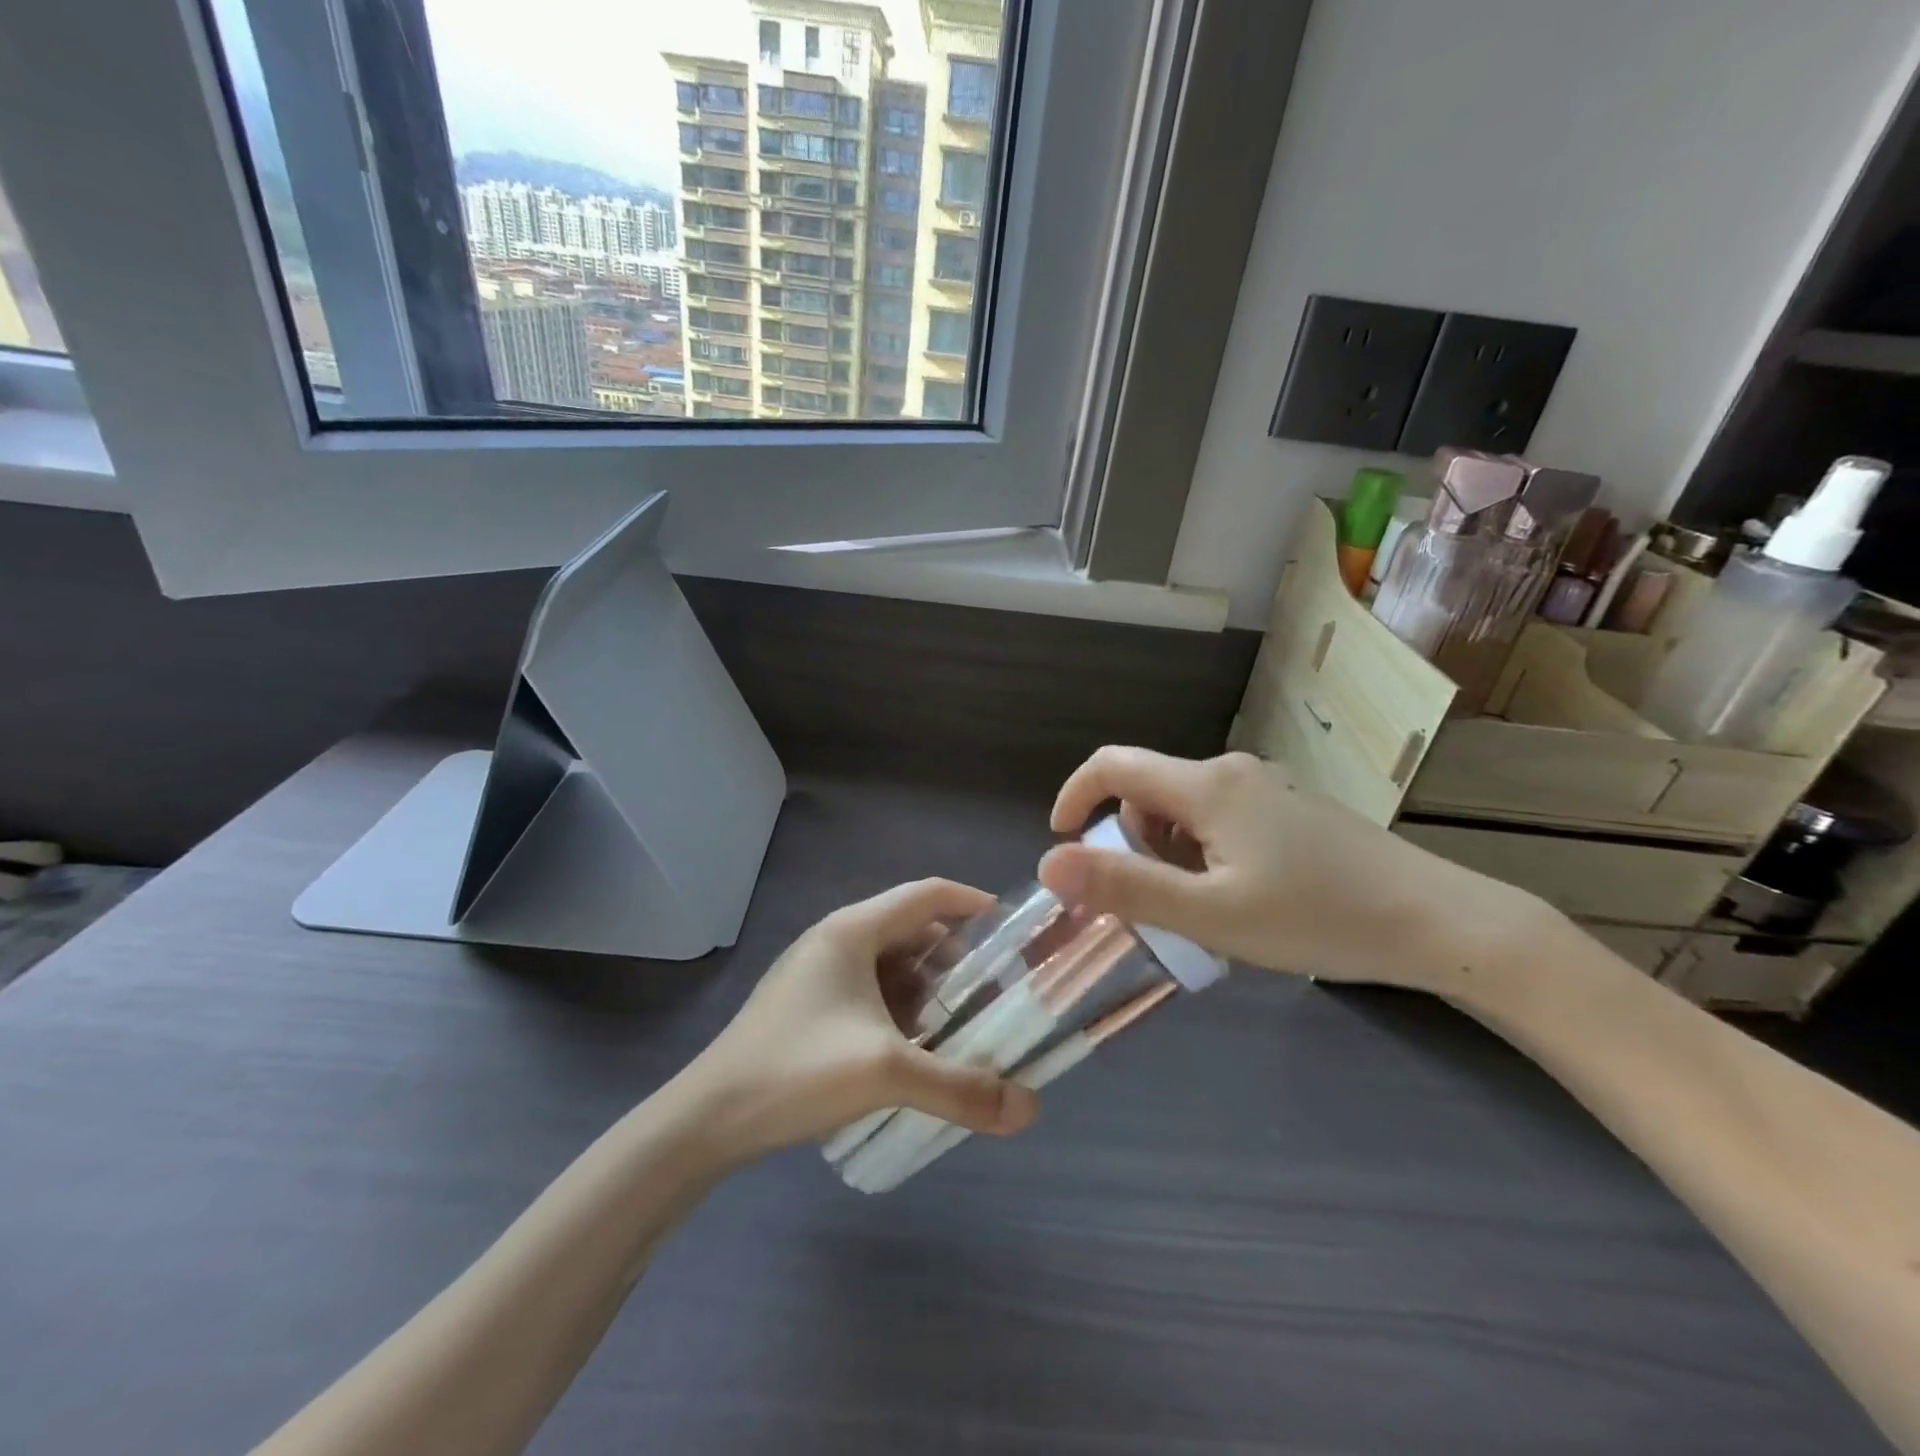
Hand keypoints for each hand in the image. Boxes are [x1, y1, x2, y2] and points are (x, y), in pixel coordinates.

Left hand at [687, 880, 1039, 1160]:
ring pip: (890, 963)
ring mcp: (817, 972)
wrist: (705, 1120)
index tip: (1012, 930)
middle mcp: (836, 939)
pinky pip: (869, 990)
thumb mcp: (885, 1074)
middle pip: (912, 929)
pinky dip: (900, 1008)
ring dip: (928, 987)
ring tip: (961, 1024)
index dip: (973, 903)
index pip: (928, 894)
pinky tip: (914, 1048)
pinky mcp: (807, 1004)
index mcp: (853, 930)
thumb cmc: (795, 1071)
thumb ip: (960, 1088)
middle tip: (994, 991)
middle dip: (956, 957)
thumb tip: (1030, 1109)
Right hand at [1037, 748, 1545, 990]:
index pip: (1113, 765)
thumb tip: (1048, 863)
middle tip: (1158, 904)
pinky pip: (1221, 821)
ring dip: (1171, 854)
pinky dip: (1205, 855)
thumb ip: (1127, 887)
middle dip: (1133, 843)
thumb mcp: (1210, 914)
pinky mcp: (1291, 811)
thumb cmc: (1317, 917)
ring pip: (1185, 810)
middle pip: (1149, 792)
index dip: (1074, 796)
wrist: (1438, 922)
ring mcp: (1267, 789)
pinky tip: (1242, 898)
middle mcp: (1232, 773)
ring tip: (1206, 909)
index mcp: (1206, 786)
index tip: (1061, 843)